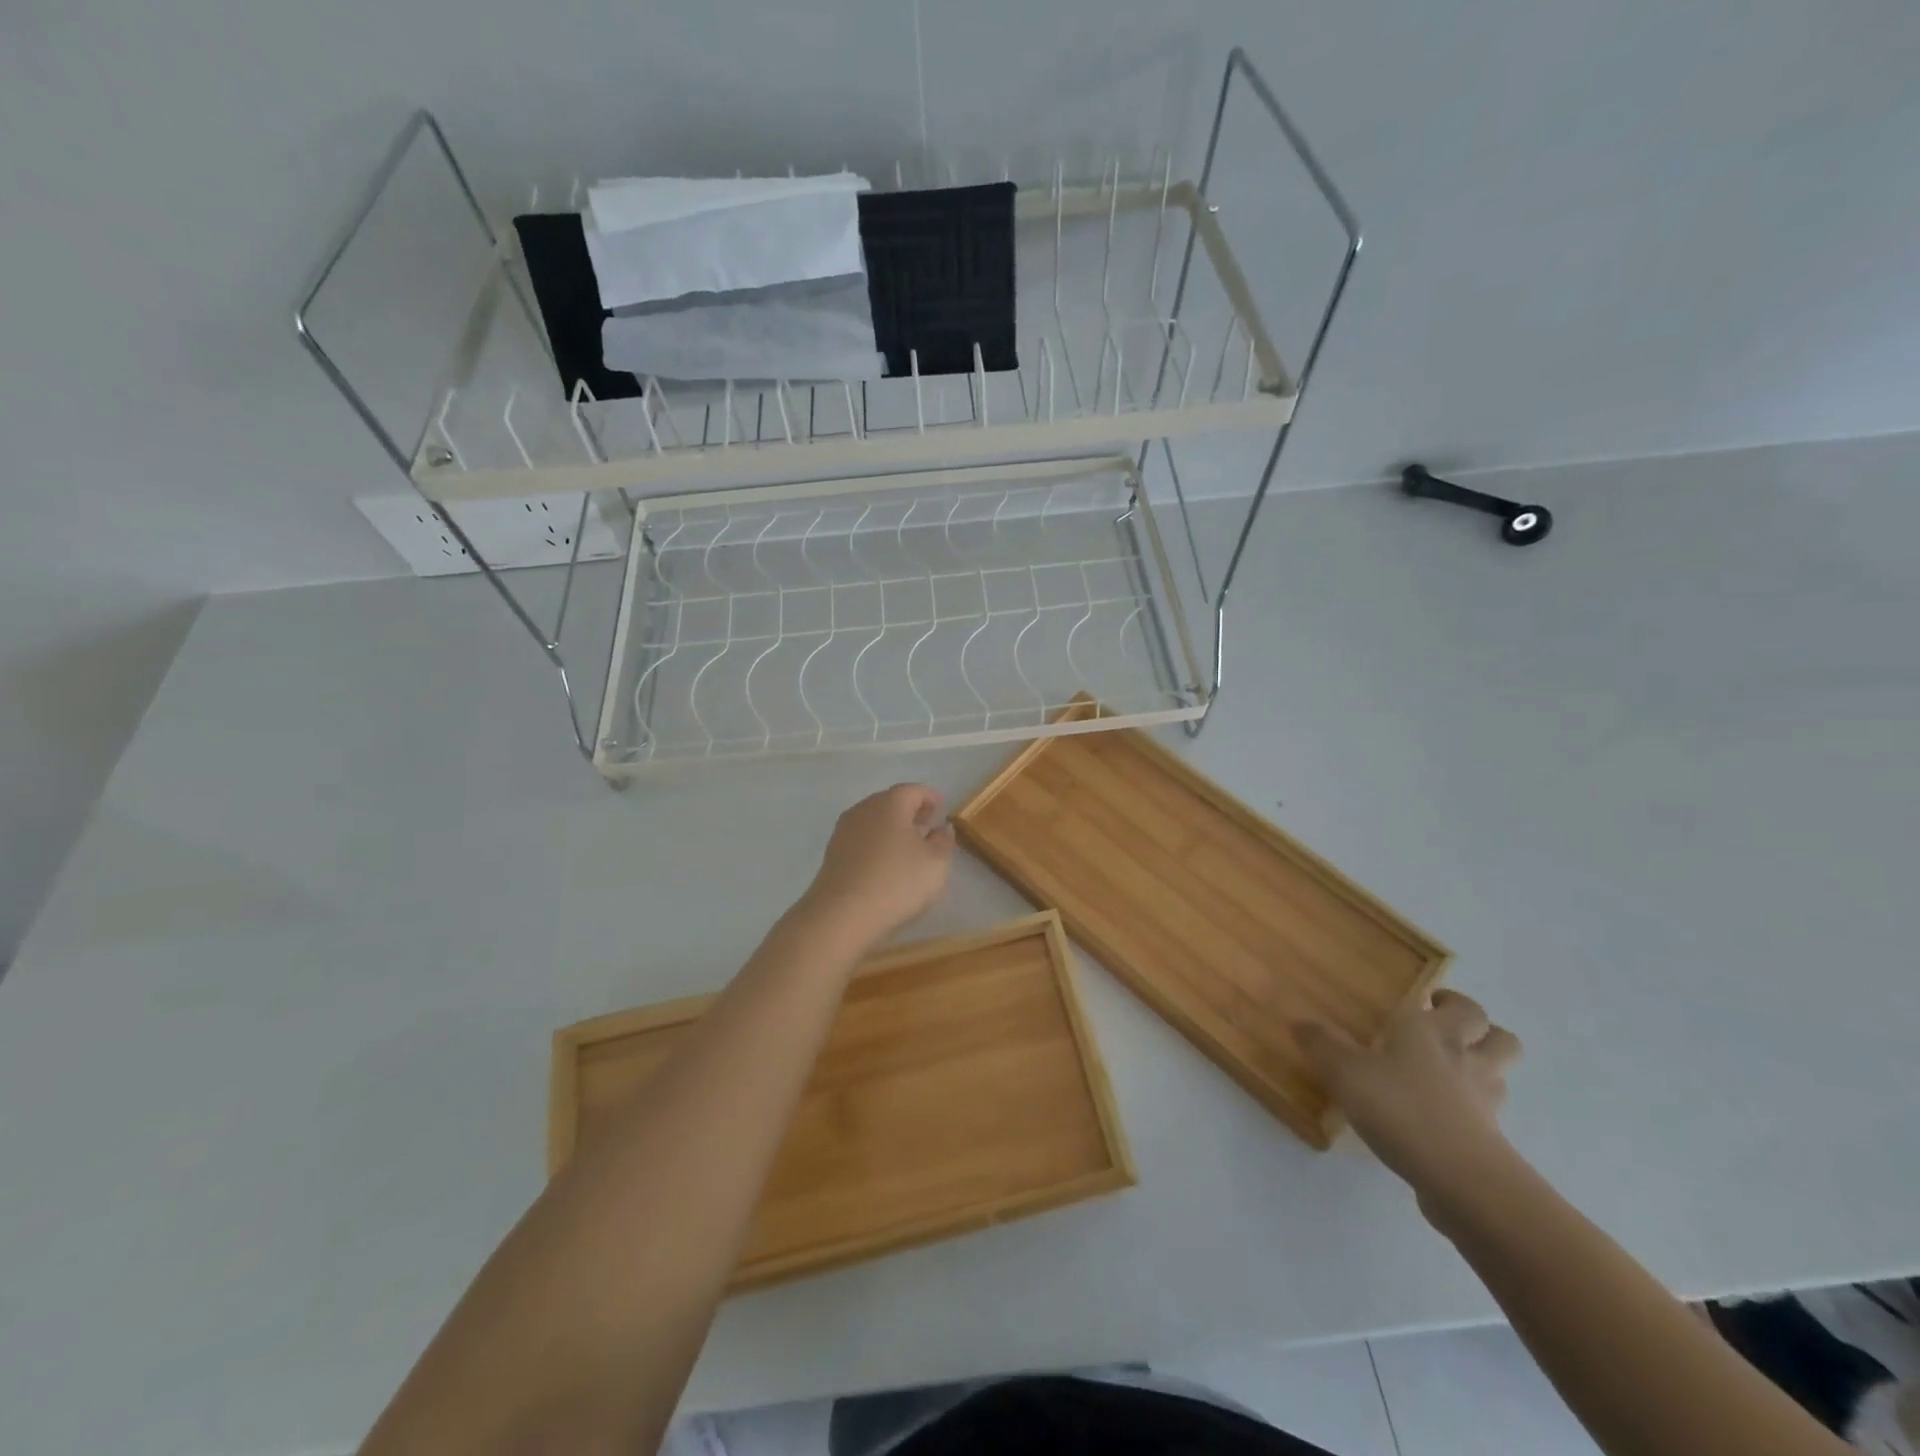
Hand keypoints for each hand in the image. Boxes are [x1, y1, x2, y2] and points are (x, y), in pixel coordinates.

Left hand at [797, 784, 954, 945]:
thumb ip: (943, 841)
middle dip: (910, 810)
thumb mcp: (935, 863)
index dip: (930, 797)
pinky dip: (876, 842)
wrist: (841, 915)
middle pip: (890, 801)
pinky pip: (861, 838)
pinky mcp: (833, 853)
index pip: (913, 790)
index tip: (942, 809)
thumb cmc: (896, 882)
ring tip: (908, 846)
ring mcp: (844, 830)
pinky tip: (885, 862)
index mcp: (890, 804)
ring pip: (873, 819)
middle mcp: (863, 809)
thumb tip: (941, 828)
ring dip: (892, 827)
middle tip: (927, 825)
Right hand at [1297, 991, 1522, 1209]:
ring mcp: (1484, 1103)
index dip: (1451, 1002)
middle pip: (1500, 1037)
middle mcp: (1465, 1060)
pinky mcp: (1490, 1143)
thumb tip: (1298, 1020)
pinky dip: (1472, 1111)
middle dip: (1483, 1030)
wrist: (1460, 1179)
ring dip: (1484, 1068)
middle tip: (1448, 1031)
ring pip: (1500, 1075)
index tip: (1429, 1001)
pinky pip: (1488, 1116)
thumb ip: (1322, 1044)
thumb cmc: (1399, 1107)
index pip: (1462, 1007)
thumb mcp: (1345, 1071)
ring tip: (1451, 1073)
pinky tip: (1443, 1117)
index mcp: (1432, 1032)